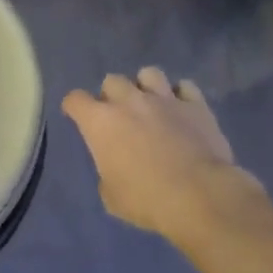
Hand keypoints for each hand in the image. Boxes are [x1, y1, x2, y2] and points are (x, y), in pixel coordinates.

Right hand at [62, 68, 260, 239]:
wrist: (198, 195)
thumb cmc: (146, 199)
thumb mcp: (111, 195)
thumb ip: (108, 171)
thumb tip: (116, 166)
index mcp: (100, 122)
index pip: (76, 100)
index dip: (74, 107)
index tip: (76, 115)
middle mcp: (129, 101)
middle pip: (112, 81)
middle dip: (112, 95)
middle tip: (119, 115)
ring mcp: (164, 99)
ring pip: (149, 74)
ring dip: (145, 86)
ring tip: (150, 104)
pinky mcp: (196, 104)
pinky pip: (185, 87)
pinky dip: (180, 95)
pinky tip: (180, 109)